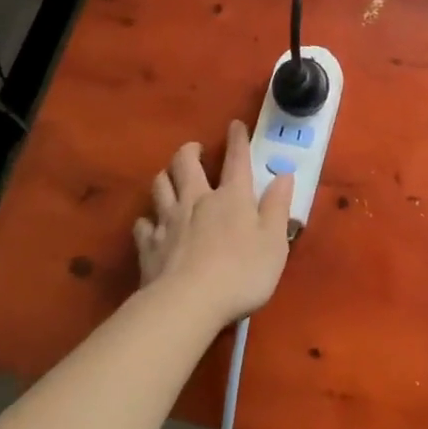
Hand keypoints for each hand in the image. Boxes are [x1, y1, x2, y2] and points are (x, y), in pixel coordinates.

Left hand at [135, 120, 294, 329]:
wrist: (188, 303)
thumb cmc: (241, 272)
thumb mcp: (273, 241)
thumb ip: (278, 206)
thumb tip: (284, 174)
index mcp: (232, 197)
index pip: (236, 159)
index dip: (237, 139)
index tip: (235, 125)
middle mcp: (197, 200)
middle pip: (186, 164)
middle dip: (189, 151)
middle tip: (194, 149)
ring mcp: (169, 221)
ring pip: (160, 186)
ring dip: (165, 177)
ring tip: (170, 178)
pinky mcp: (149, 246)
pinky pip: (143, 224)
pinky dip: (148, 220)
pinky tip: (151, 225)